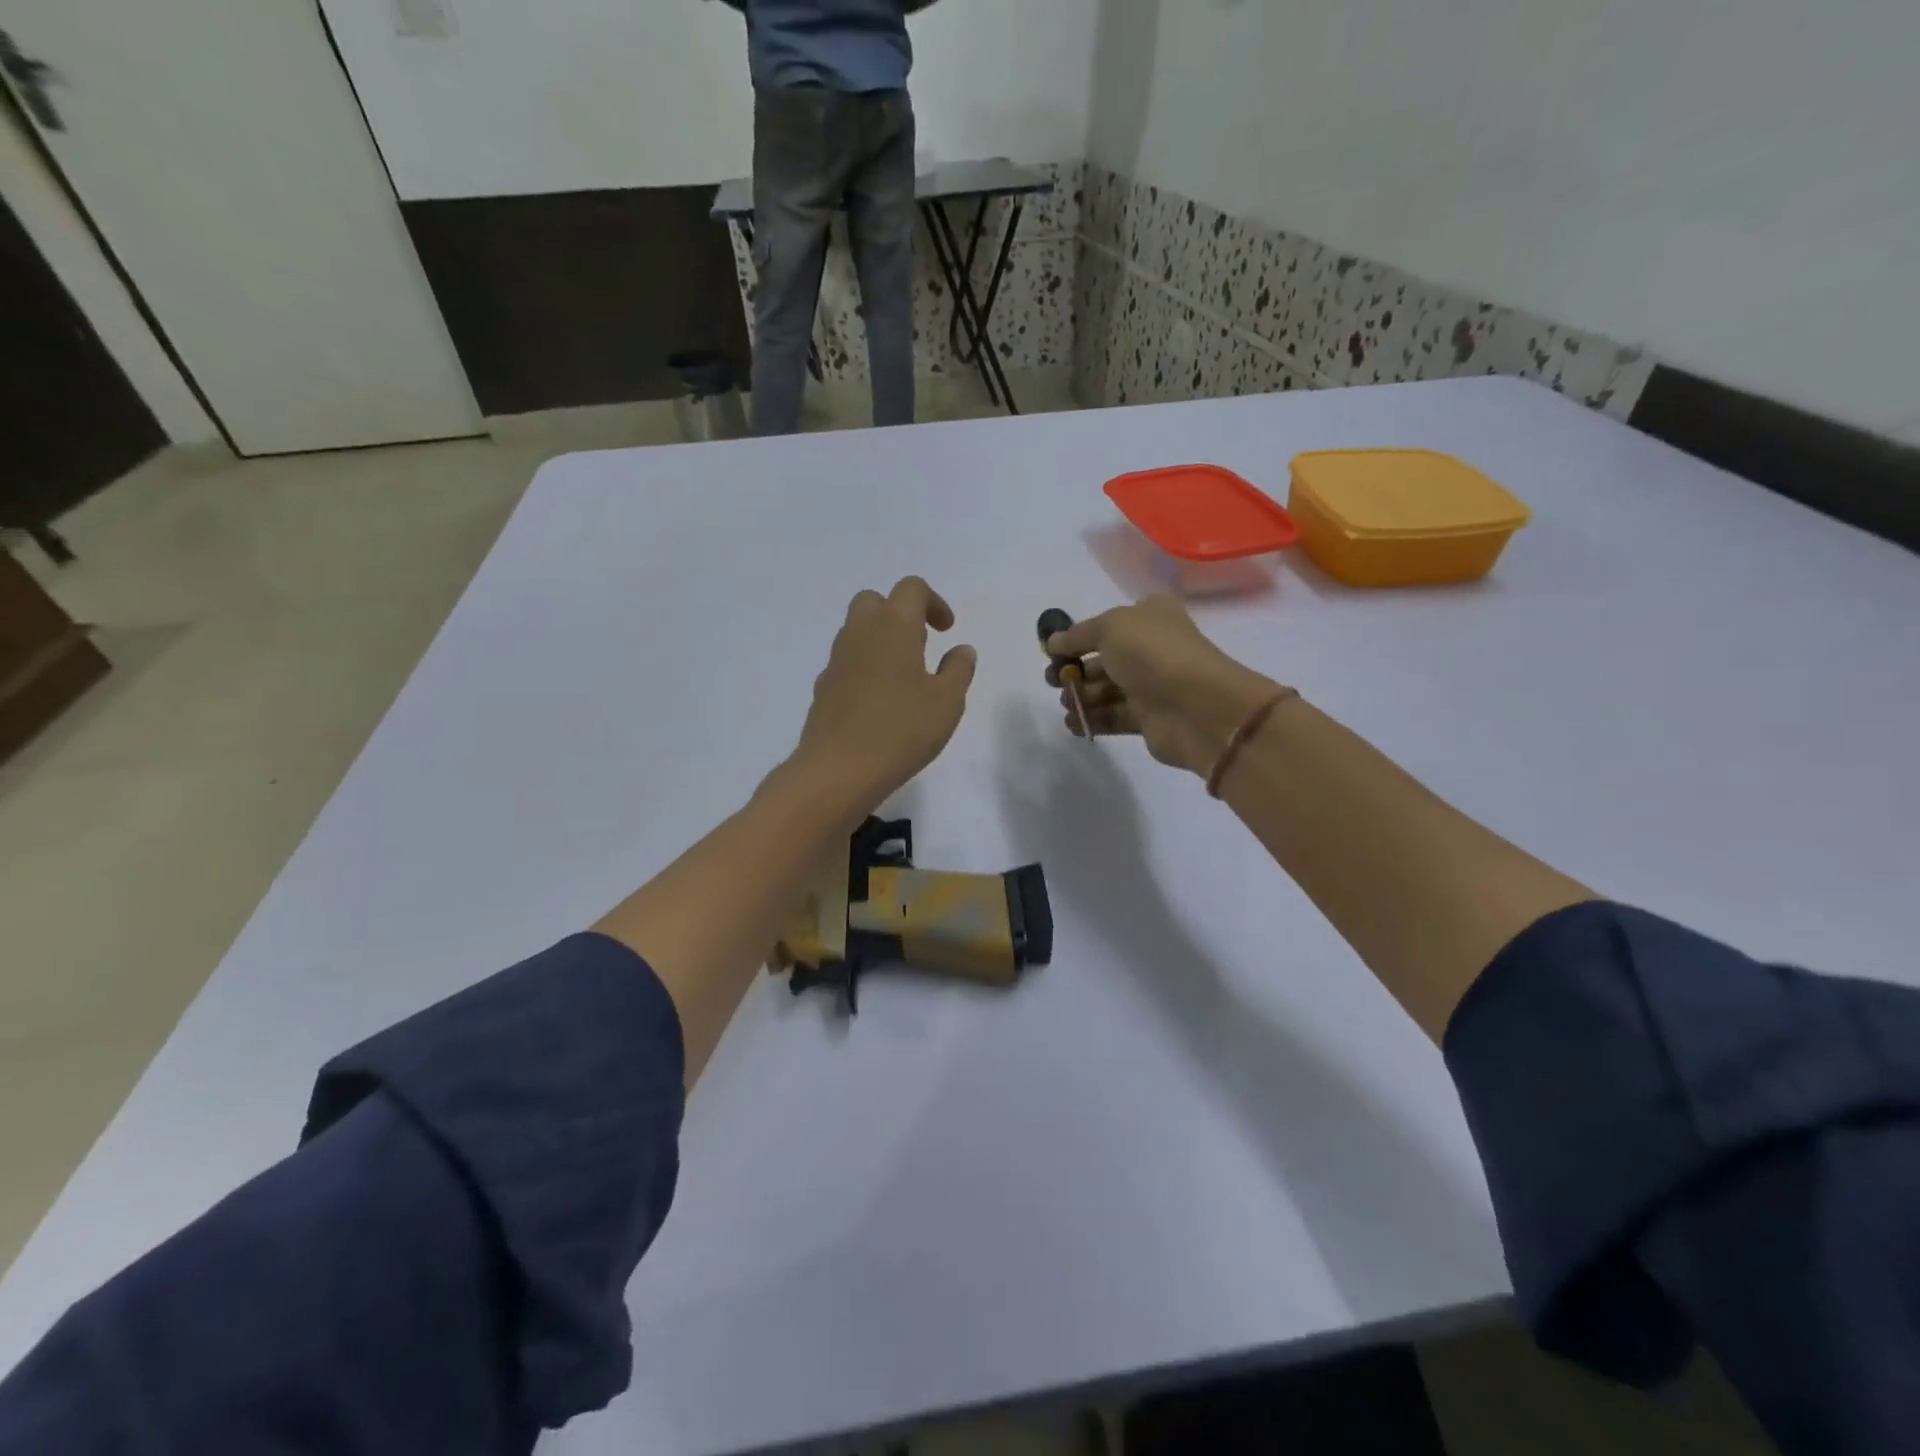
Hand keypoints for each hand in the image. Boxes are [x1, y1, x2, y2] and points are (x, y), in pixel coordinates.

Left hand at [790, 577, 977, 809]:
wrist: (839, 769)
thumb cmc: (902, 730)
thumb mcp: (947, 702)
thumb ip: (958, 670)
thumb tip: (961, 650)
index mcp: (894, 626)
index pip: (911, 588)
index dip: (933, 602)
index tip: (946, 630)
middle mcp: (860, 634)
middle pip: (874, 601)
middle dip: (899, 614)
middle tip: (920, 645)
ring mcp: (836, 661)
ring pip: (856, 632)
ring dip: (880, 641)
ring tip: (904, 678)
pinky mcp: (823, 688)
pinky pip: (846, 663)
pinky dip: (864, 668)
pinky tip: (879, 703)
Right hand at [1046, 596, 1282, 775]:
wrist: (1195, 707)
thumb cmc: (1153, 653)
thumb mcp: (1109, 627)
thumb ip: (1077, 634)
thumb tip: (1052, 643)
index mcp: (1150, 616)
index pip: (1108, 623)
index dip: (1079, 636)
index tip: (1051, 651)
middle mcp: (1152, 648)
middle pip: (1104, 658)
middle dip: (1074, 669)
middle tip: (1052, 680)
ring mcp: (1152, 685)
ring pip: (1107, 689)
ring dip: (1080, 696)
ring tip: (1065, 704)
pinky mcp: (1149, 719)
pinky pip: (1113, 717)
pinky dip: (1091, 719)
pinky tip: (1072, 724)